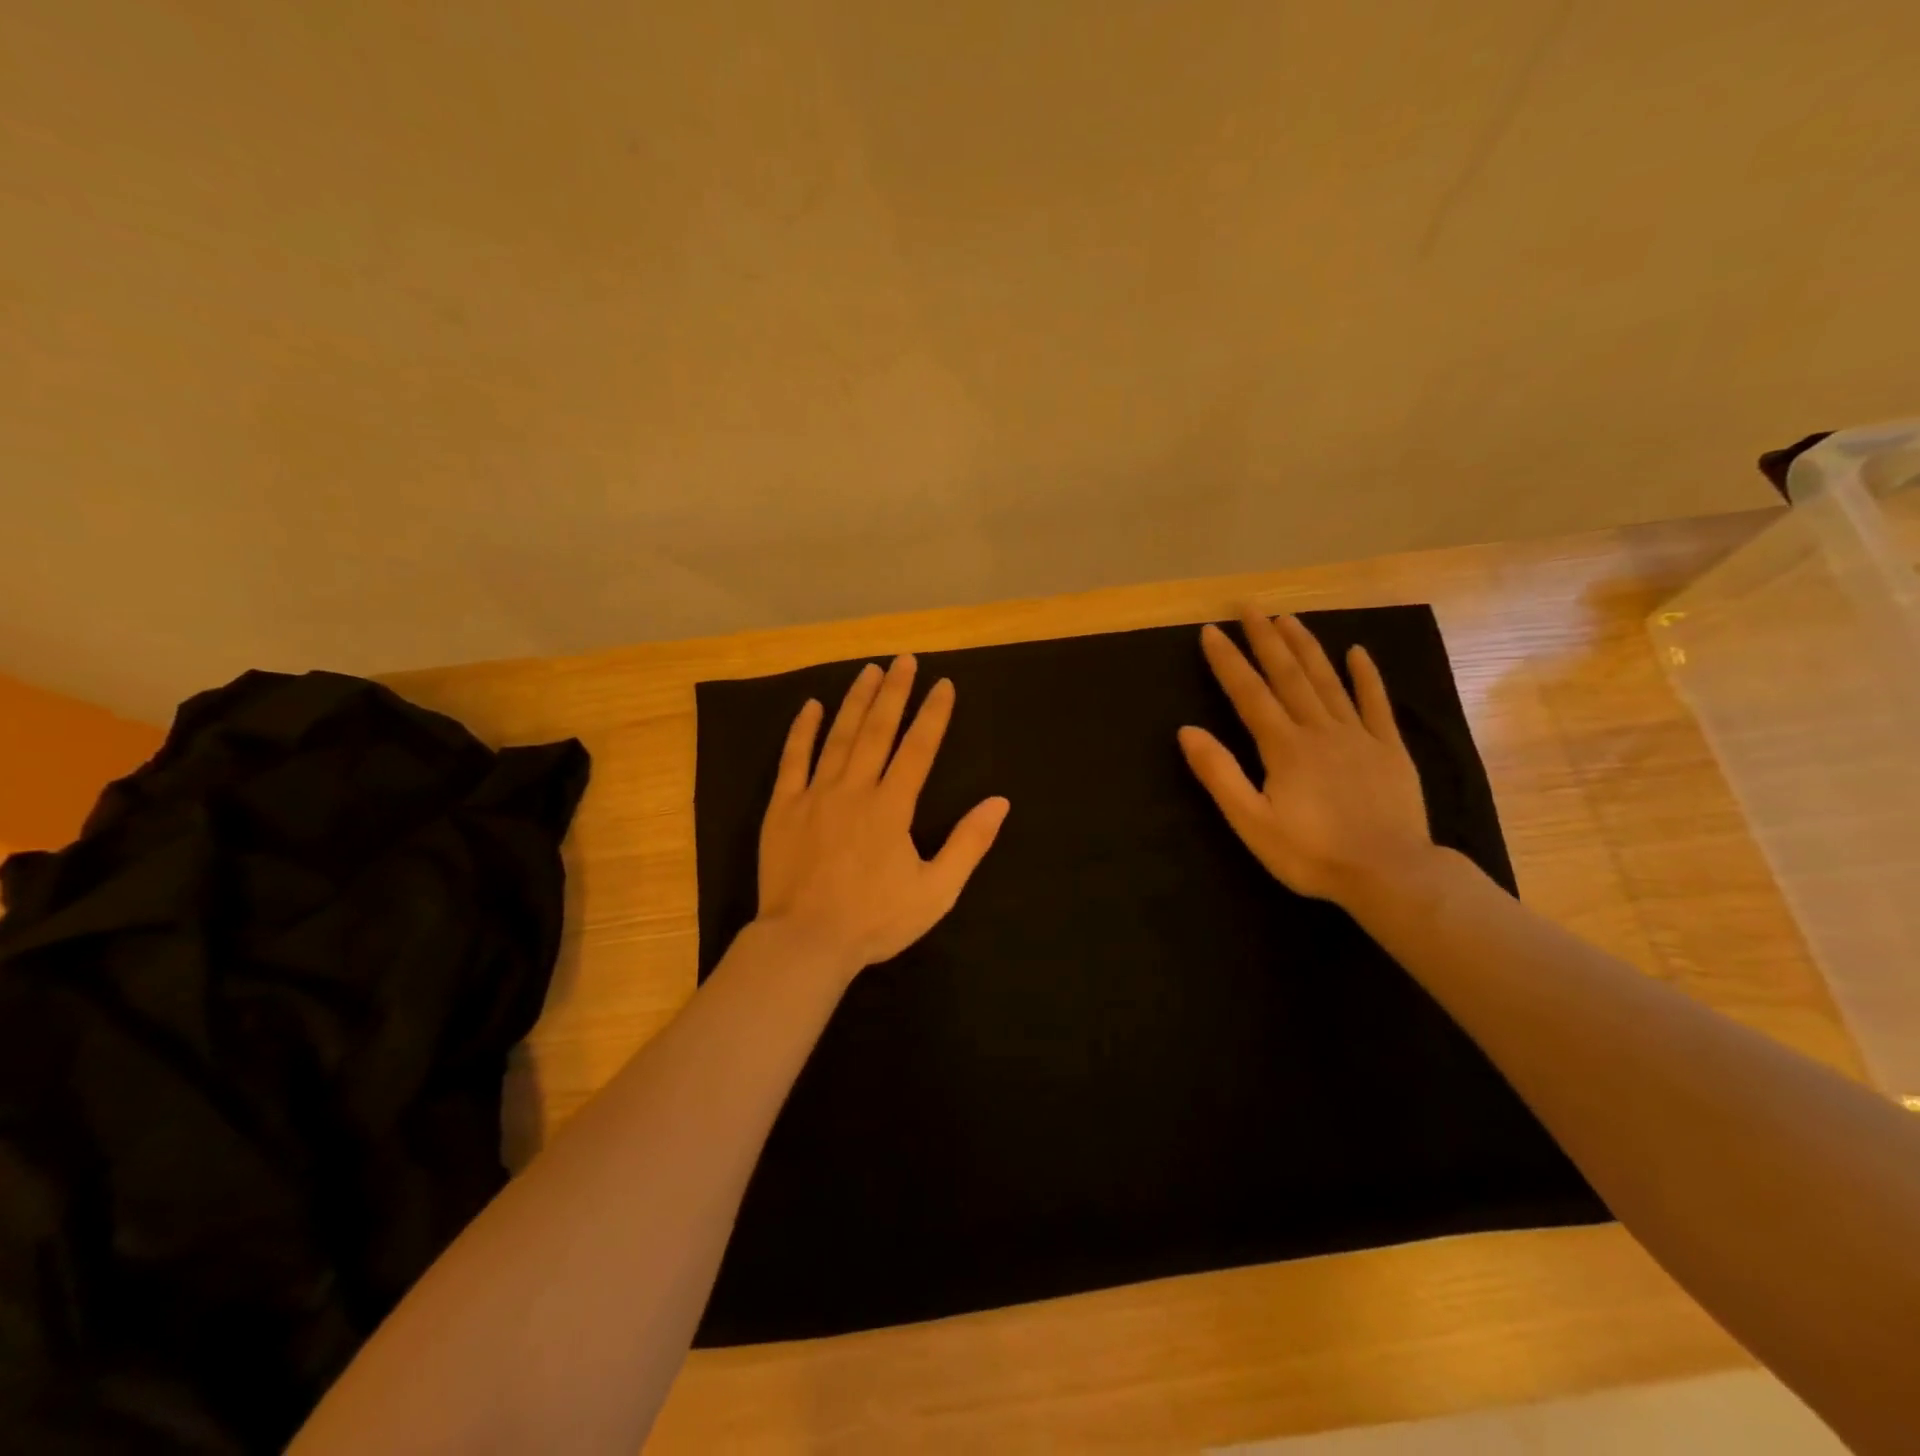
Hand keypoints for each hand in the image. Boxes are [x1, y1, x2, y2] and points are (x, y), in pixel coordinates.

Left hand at [755, 655, 1009, 977]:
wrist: (804, 942)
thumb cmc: (875, 920)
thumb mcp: (936, 891)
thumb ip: (968, 844)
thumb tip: (999, 802)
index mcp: (892, 807)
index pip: (918, 749)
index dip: (933, 715)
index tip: (943, 684)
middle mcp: (855, 789)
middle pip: (878, 730)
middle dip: (894, 693)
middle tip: (904, 660)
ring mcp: (815, 795)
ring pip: (839, 736)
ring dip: (856, 701)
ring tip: (869, 670)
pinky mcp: (783, 808)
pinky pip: (792, 760)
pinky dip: (802, 731)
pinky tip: (811, 706)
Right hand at [1178, 607, 1433, 907]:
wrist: (1390, 874)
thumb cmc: (1311, 853)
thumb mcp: (1251, 821)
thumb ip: (1219, 773)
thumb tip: (1187, 730)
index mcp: (1284, 746)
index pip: (1249, 693)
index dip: (1228, 661)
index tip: (1210, 631)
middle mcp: (1319, 729)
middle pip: (1288, 675)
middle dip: (1265, 639)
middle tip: (1249, 607)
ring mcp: (1358, 736)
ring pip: (1327, 680)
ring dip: (1306, 647)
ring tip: (1288, 618)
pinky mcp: (1389, 749)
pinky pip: (1376, 703)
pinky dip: (1365, 676)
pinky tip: (1357, 652)